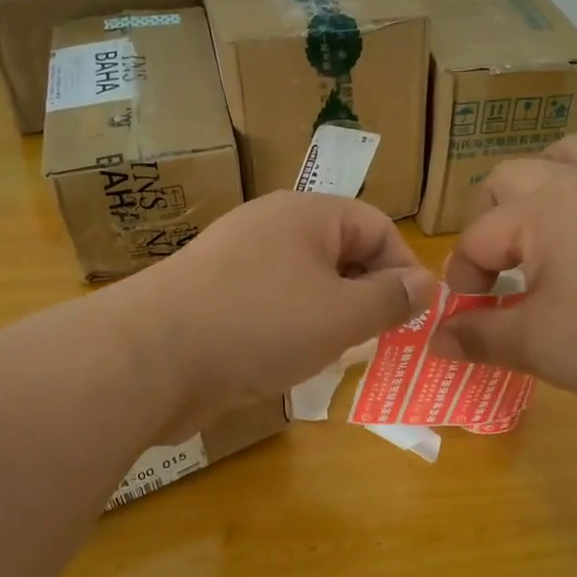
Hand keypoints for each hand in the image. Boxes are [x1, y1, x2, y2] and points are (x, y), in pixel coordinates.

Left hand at [129, 191, 436, 435]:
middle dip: (366, 296)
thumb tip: (426, 284)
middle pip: (339, 253)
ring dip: (329, 318)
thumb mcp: (341, 315)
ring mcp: (236, 261)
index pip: (376, 226)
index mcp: (306, 214)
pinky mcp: (213, 297)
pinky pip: (269, 305)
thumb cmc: (260, 325)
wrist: (150, 357)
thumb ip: (390, 299)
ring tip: (336, 355)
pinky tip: (289, 362)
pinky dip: (290, 330)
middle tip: (377, 340)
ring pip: (304, 283)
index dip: (403, 268)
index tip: (412, 316)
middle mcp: (271, 227)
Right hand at [429, 136, 576, 419]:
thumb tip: (435, 339)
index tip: (467, 320)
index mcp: (542, 209)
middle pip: (510, 177)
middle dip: (489, 222)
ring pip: (573, 153)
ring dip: (544, 183)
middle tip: (495, 273)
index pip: (476, 238)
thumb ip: (478, 337)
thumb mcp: (537, 346)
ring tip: (539, 228)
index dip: (462, 280)